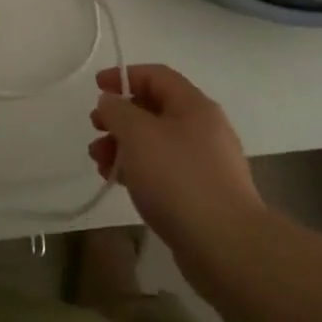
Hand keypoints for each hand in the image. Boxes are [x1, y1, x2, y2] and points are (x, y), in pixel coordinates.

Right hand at [89, 64, 263, 266]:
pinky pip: (165, 170)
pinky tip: (121, 183)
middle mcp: (204, 128)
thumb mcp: (138, 134)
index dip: (124, 76)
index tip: (97, 88)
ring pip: (157, 142)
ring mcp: (206, 163)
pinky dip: (140, 169)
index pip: (156, 76)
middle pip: (155, 109)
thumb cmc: (178, 178)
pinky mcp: (202, 194)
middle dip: (120, 117)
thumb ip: (118, 111)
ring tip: (99, 162)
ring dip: (125, 146)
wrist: (226, 246)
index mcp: (194, 105)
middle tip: (95, 129)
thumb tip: (111, 102)